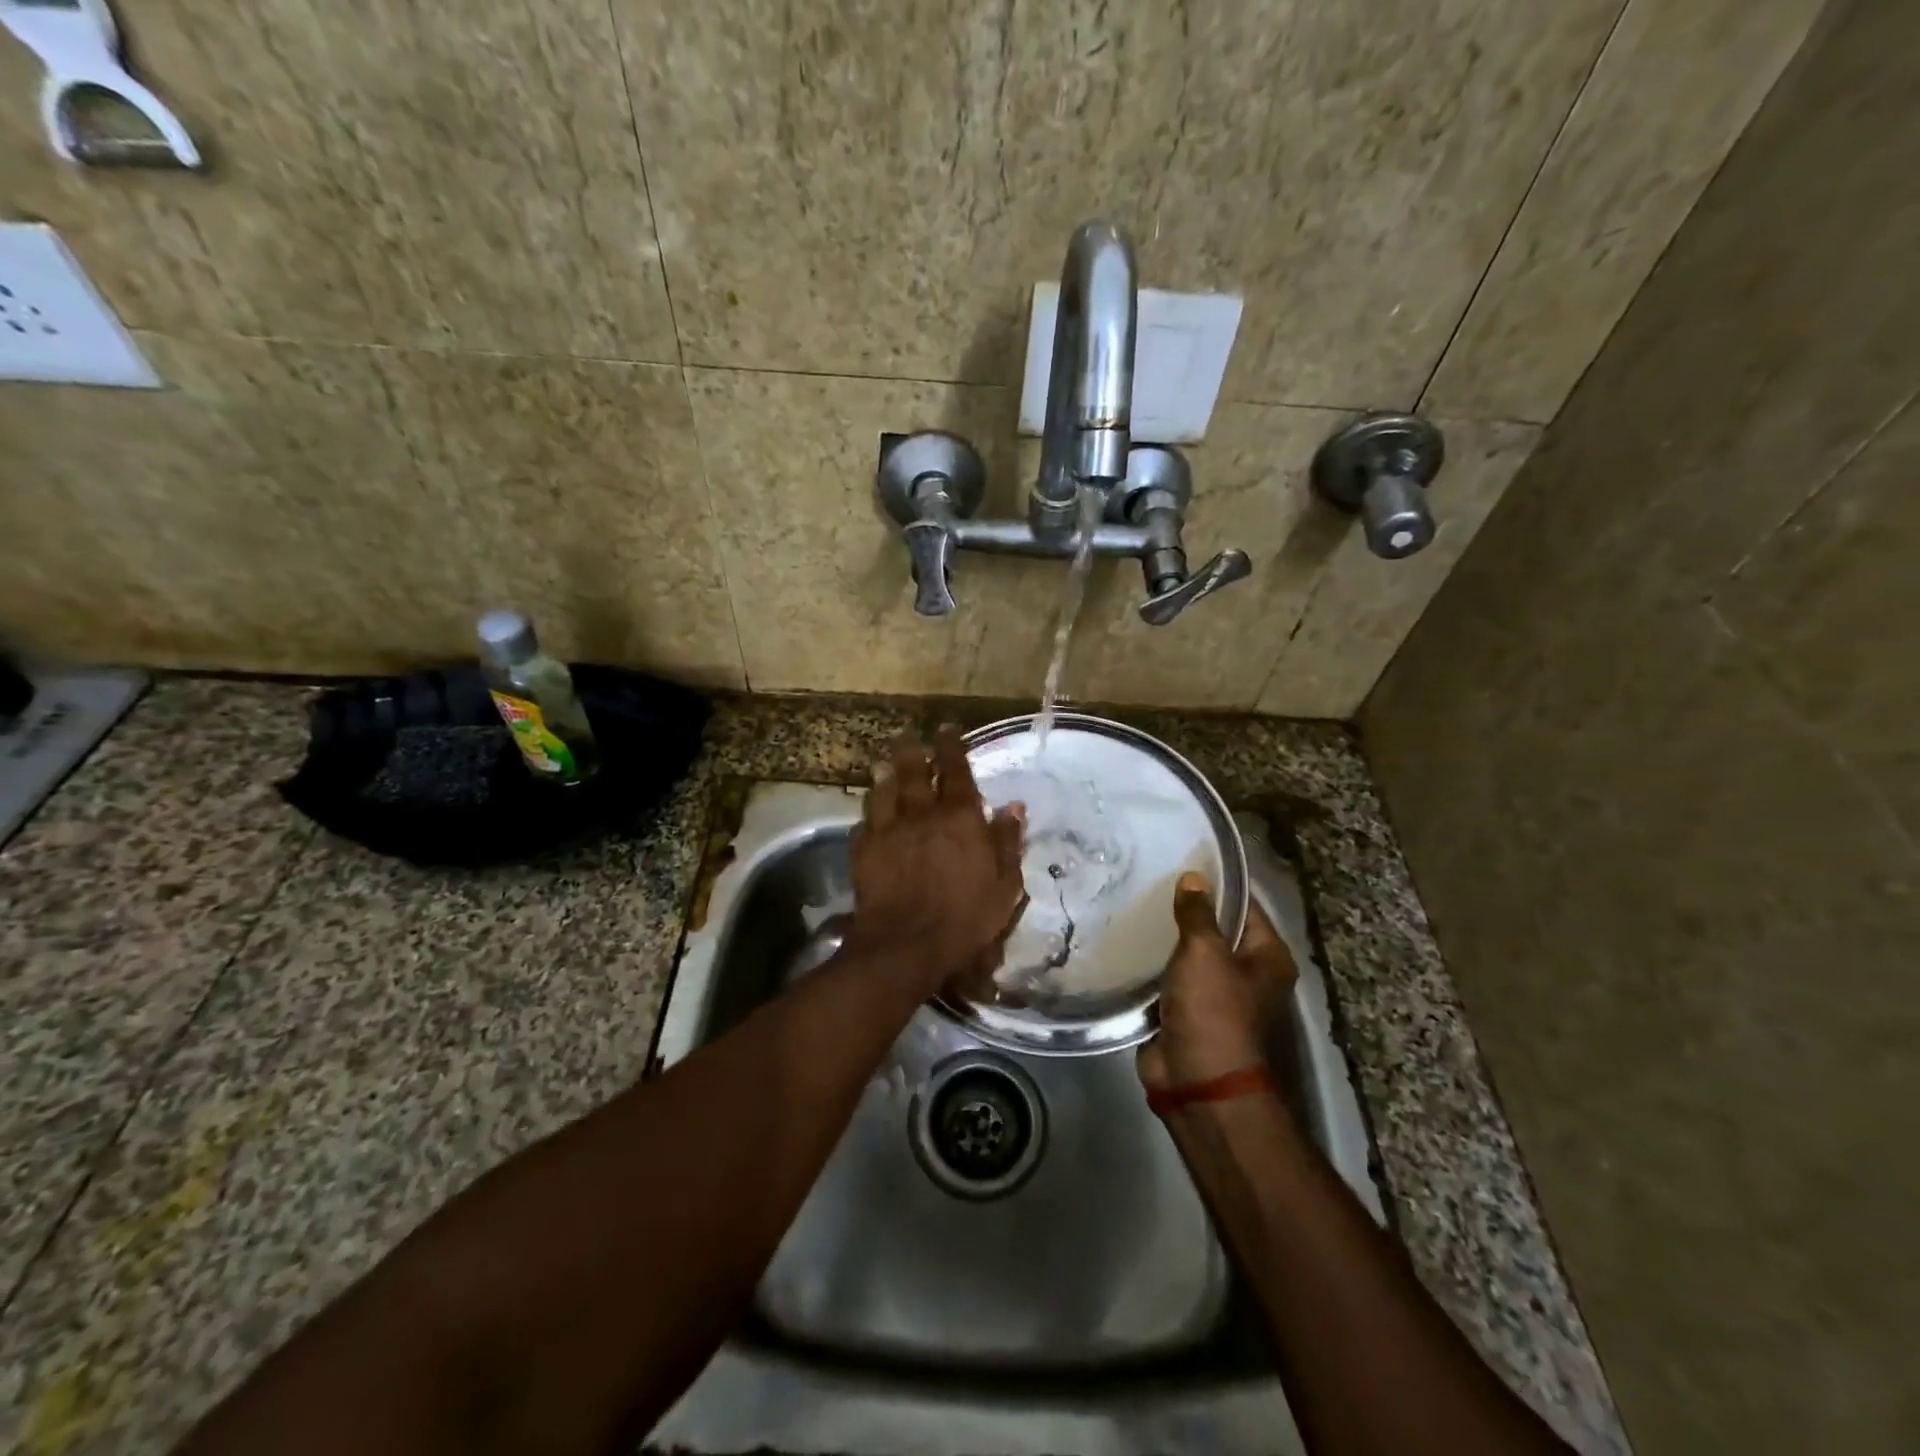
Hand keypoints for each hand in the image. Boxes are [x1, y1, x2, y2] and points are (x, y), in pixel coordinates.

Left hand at [846, 729, 1027, 996]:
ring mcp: (887, 829)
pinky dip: (869, 816)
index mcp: (959, 816)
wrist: (907, 943)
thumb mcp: (1005, 884)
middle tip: (906, 734)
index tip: (945, 728)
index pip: (955, 769)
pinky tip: (869, 818)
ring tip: (883, 766)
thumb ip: (1008, 841)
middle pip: (912, 770)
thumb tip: (1014, 806)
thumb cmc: (966, 916)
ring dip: (885, 776)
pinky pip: (863, 823)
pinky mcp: (863, 850)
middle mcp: (920, 813)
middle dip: (910, 749)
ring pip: (883, 791)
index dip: (950, 746)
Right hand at [1138, 871, 1297, 1092]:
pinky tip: (1128, 943)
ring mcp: (1217, 997)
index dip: (1216, 885)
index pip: (1244, 907)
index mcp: (1268, 958)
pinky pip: (1170, 981)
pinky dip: (1153, 967)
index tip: (1182, 862)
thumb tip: (1194, 877)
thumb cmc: (1213, 1010)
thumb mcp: (1204, 952)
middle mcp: (1248, 975)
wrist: (1199, 1082)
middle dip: (1186, 912)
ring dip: (1167, 940)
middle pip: (1216, 931)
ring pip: (1190, 957)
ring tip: (1134, 906)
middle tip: (1150, 882)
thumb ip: (1197, 913)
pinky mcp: (1187, 1014)